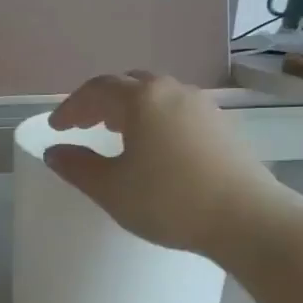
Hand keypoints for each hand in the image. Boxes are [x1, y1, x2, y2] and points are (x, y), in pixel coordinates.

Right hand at [44, 71, 294, 264]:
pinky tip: (156, 147)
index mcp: (141, 99)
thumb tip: (55, 151)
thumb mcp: (111, 189)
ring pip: (157, 95)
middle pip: (128, 84)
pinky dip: (156, 119)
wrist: (248, 218)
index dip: (71, 107)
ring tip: (117, 133)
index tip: (56, 128)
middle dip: (101, 102)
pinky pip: (178, 110)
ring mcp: (203, 106)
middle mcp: (172, 91)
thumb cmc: (169, 201)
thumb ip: (77, 166)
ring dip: (130, 108)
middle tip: (84, 125)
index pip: (96, 91)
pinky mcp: (223, 125)